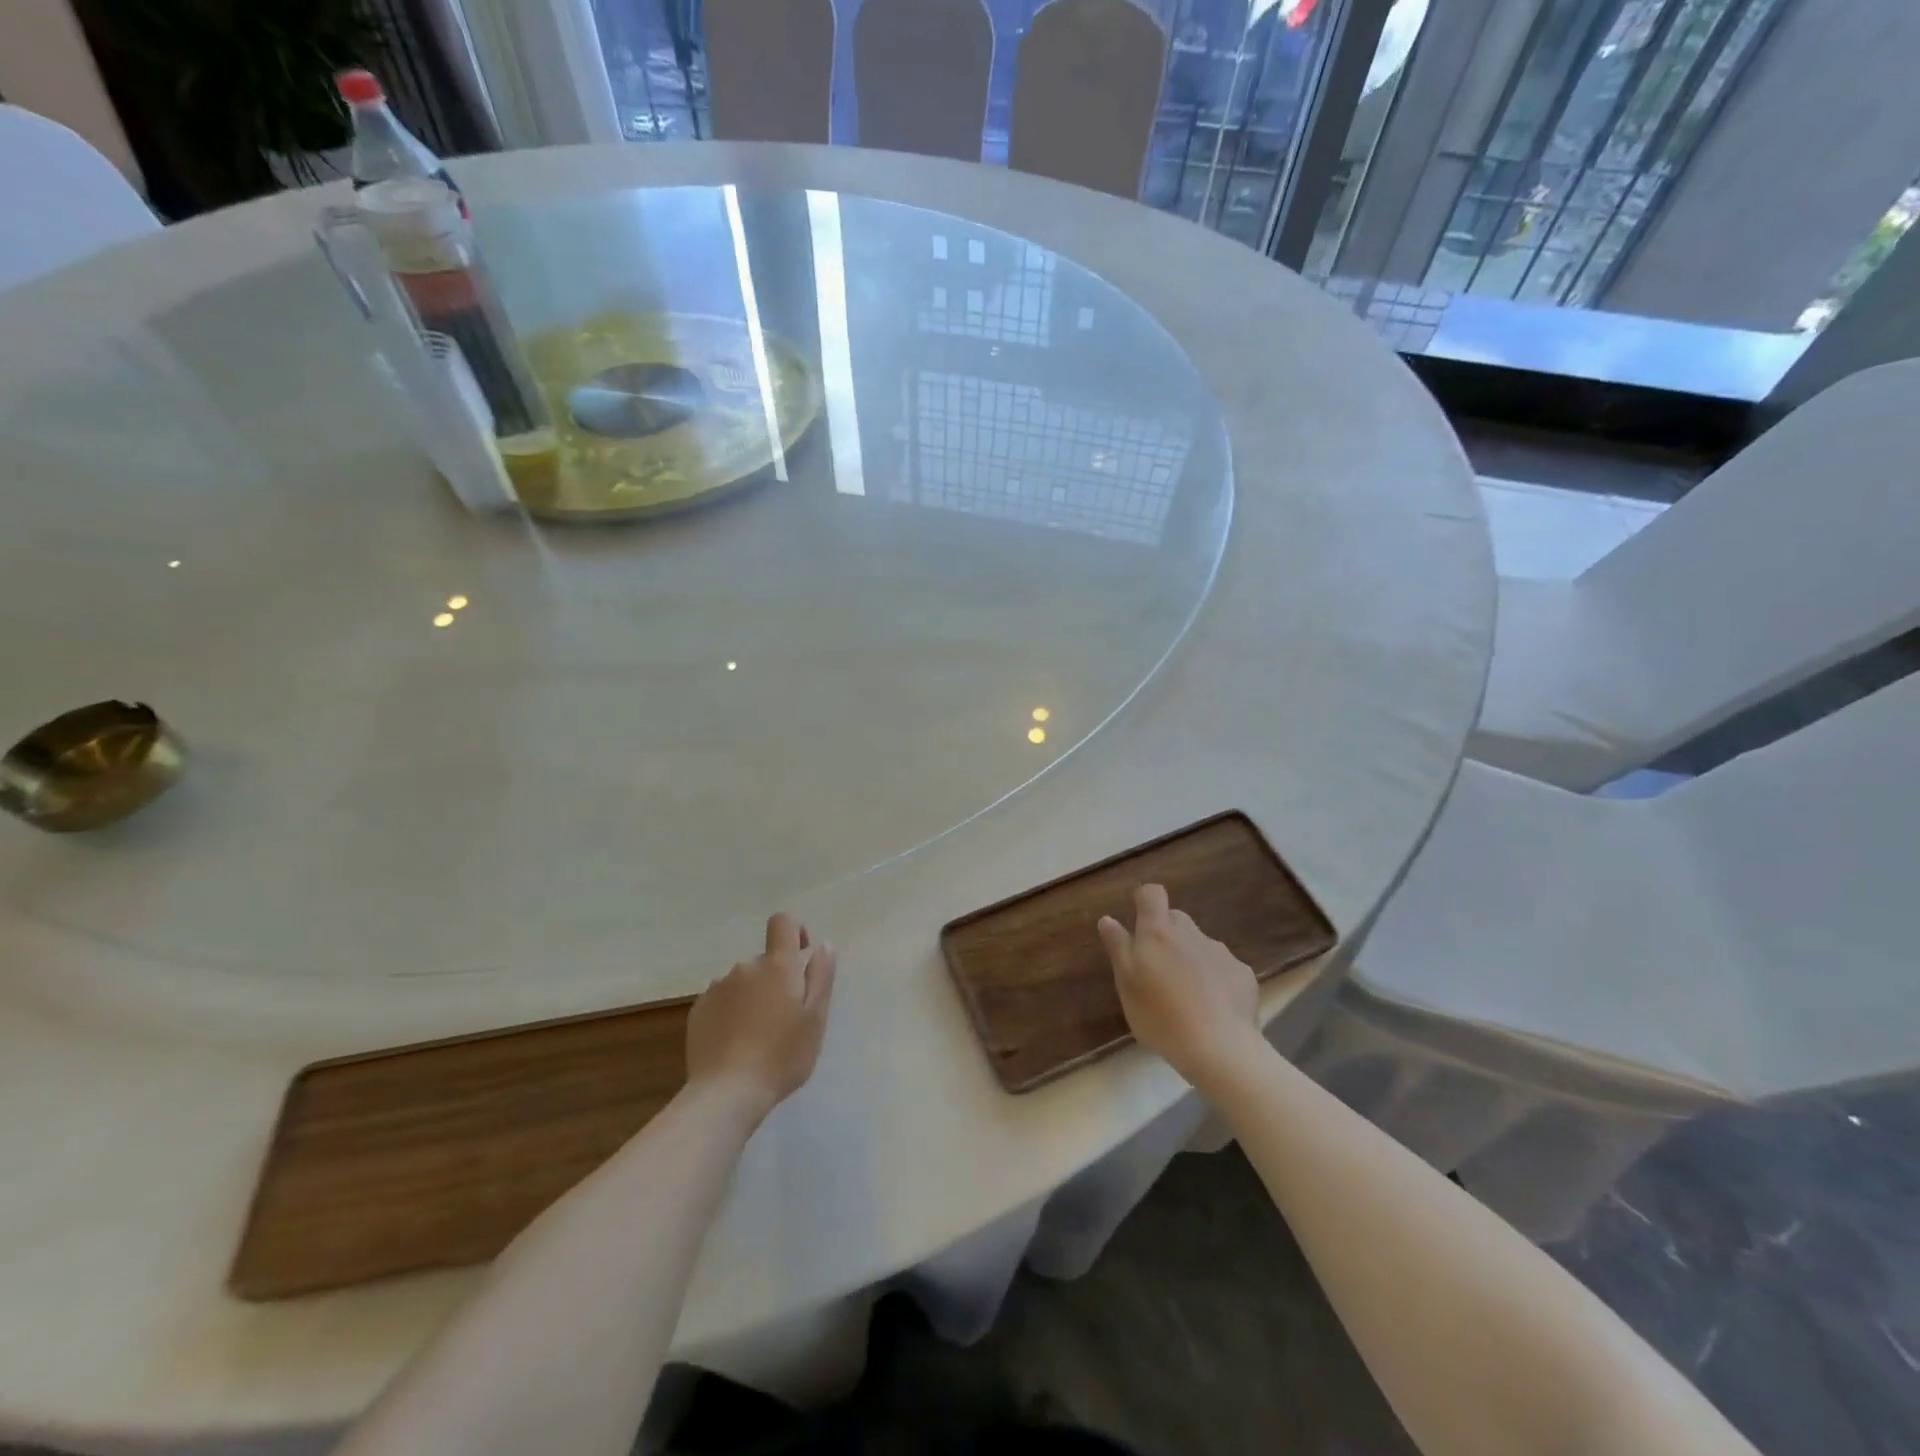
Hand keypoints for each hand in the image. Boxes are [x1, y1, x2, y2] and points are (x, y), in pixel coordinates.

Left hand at [686, 912, 836, 1122]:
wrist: (726, 1093)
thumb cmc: (782, 1055)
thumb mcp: (816, 1018)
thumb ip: (821, 976)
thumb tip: (823, 945)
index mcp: (777, 965)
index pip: (782, 923)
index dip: (794, 931)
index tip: (802, 957)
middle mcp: (745, 967)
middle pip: (765, 960)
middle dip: (776, 979)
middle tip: (785, 1019)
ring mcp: (717, 988)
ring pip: (743, 982)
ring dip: (753, 997)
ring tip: (758, 1036)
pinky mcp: (698, 1011)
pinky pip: (722, 1001)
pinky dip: (731, 1013)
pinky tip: (735, 1044)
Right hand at [1098, 884, 1259, 1082]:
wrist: (1220, 1048)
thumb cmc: (1161, 1016)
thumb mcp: (1126, 984)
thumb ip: (1118, 947)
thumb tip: (1108, 919)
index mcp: (1158, 932)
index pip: (1152, 894)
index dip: (1144, 900)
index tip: (1137, 919)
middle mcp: (1191, 933)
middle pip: (1176, 919)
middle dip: (1166, 934)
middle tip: (1158, 969)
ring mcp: (1220, 952)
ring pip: (1200, 944)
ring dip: (1191, 958)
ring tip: (1187, 996)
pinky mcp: (1243, 974)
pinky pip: (1223, 967)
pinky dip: (1216, 979)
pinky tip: (1213, 1008)